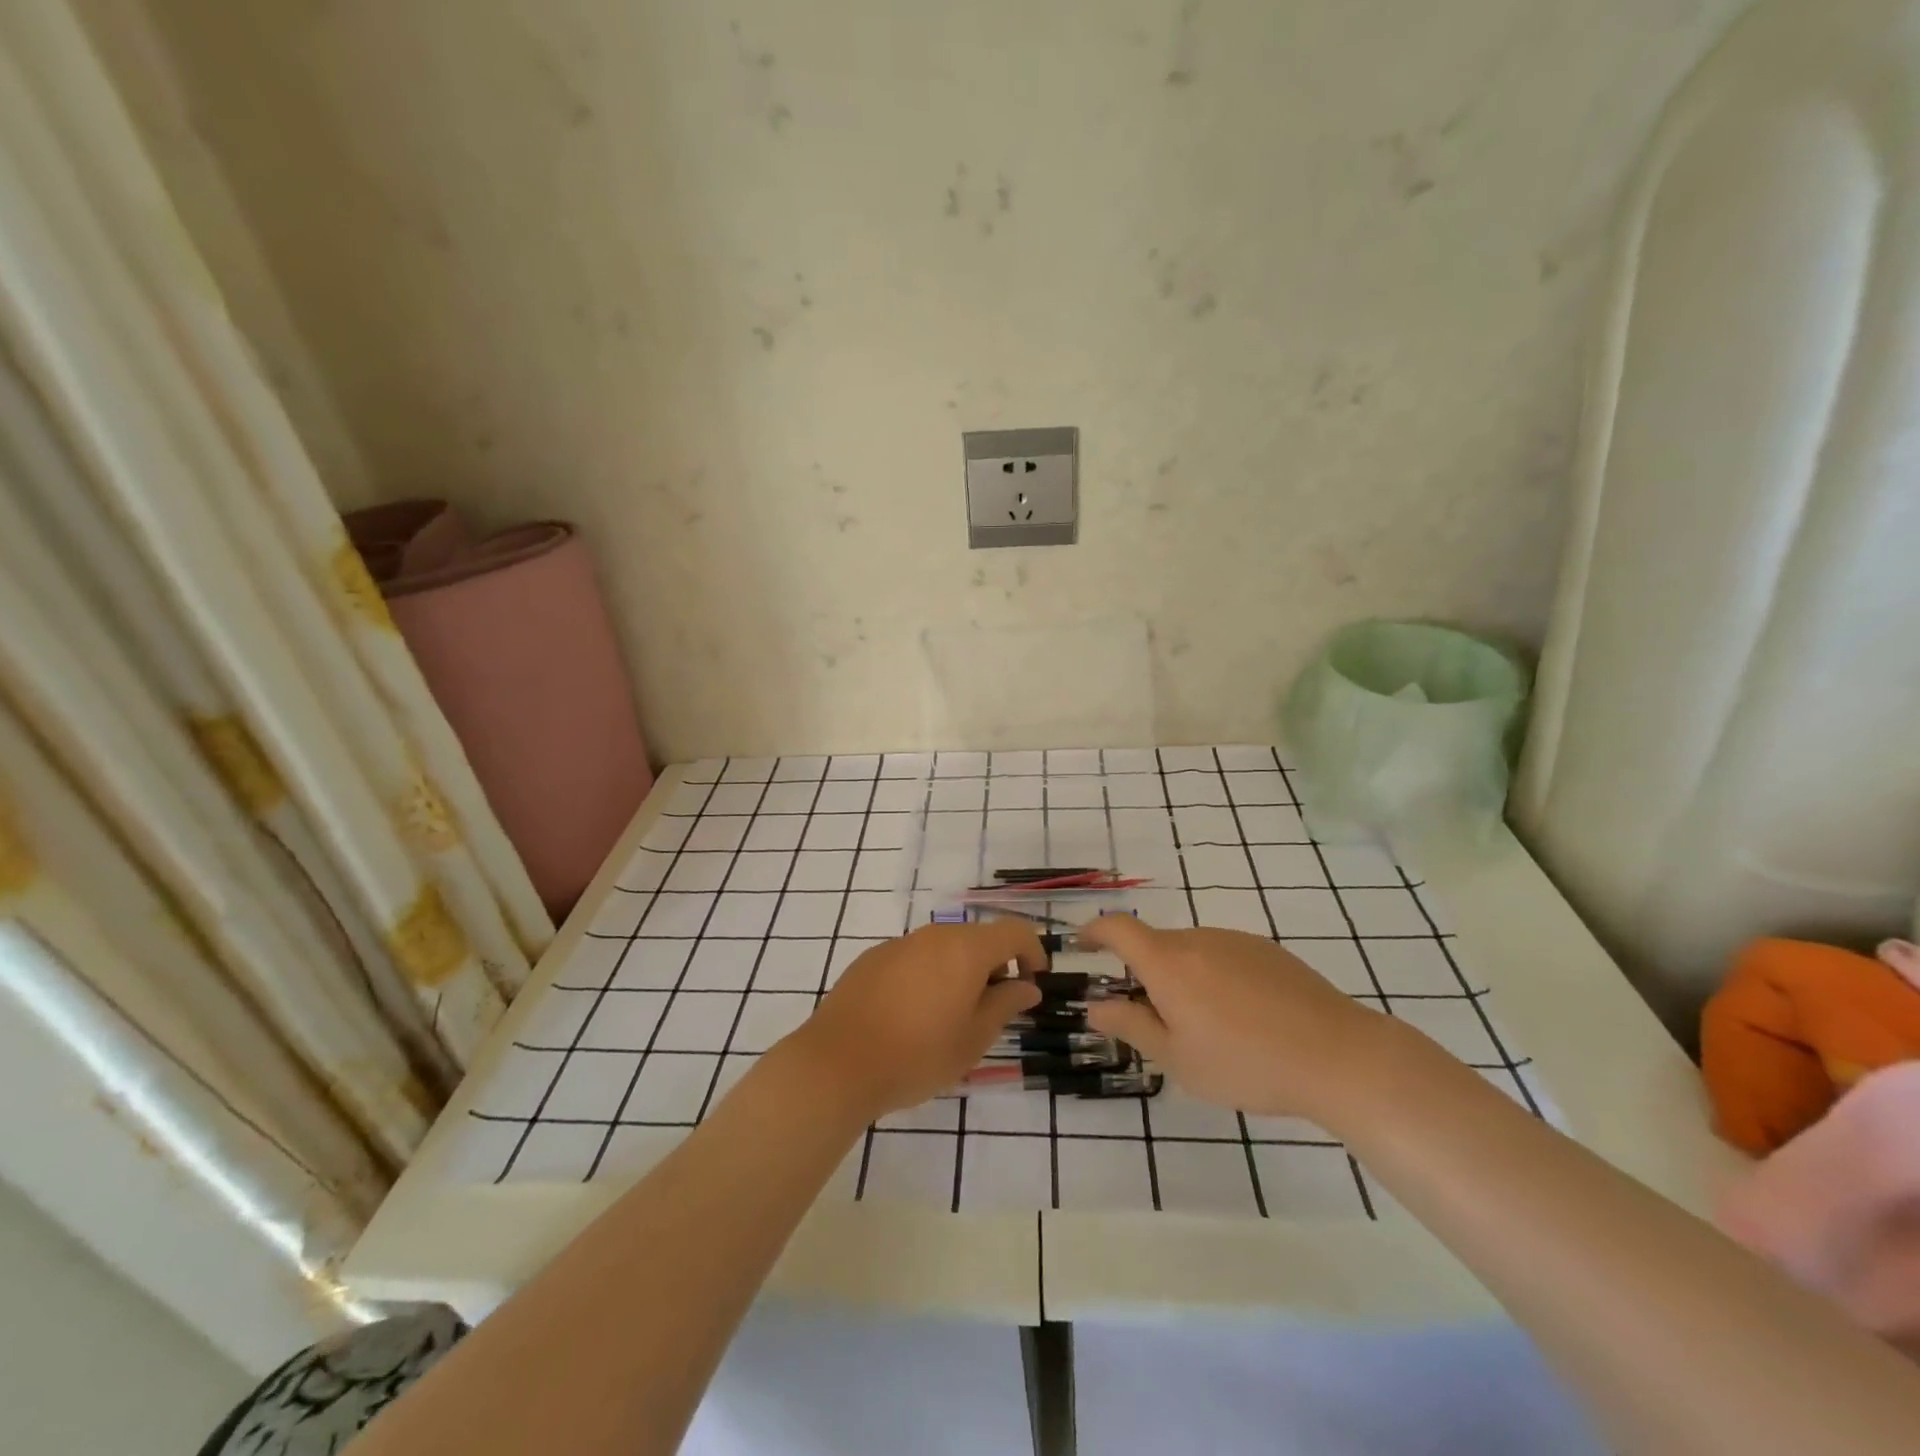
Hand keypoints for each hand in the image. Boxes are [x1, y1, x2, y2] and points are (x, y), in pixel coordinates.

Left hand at [776, 922, 1043, 1121]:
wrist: (837, 1063)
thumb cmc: (917, 1055)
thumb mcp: (973, 1039)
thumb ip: (1005, 1005)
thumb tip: (1027, 986)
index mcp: (965, 949)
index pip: (1014, 932)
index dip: (1032, 952)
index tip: (1034, 981)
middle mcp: (934, 935)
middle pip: (977, 937)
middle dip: (995, 964)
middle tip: (995, 1007)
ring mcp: (900, 944)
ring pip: (944, 947)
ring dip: (961, 970)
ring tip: (954, 1015)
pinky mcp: (873, 958)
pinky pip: (915, 957)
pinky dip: (929, 975)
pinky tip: (915, 1014)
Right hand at [1075, 915, 1393, 1119]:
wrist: (1339, 1055)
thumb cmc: (1246, 1063)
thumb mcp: (1177, 1058)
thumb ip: (1131, 1027)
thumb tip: (1095, 1007)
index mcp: (1167, 962)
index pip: (1117, 928)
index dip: (1093, 930)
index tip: (1081, 943)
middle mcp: (1197, 939)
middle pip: (1155, 945)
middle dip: (1142, 973)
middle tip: (1151, 1019)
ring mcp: (1236, 941)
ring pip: (1190, 952)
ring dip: (1180, 977)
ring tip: (1203, 1028)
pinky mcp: (1268, 951)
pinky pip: (1223, 956)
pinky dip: (1213, 978)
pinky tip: (1241, 1019)